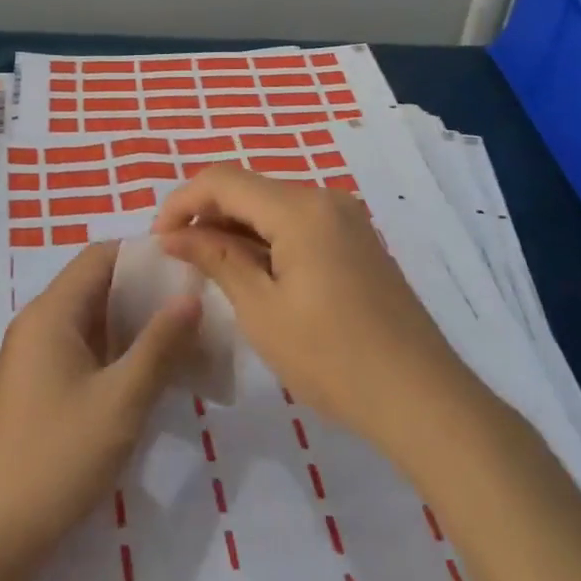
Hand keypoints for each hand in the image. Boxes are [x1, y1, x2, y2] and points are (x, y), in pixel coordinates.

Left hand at [0, 242, 200, 577]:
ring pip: (92, 320)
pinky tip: (150, 373)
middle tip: (196, 305)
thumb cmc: (58, 457)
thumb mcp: (120, 401)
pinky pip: (82, 348)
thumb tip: (191, 296)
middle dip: (145, 291)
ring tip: (184, 337)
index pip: (100, 256)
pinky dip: (116, 350)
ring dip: (133, 324)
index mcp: (51, 312)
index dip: (144, 254)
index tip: (189, 266)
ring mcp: (34, 355)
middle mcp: (39, 322)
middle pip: (96, 285)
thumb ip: (159, 345)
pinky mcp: (37, 385)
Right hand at [153, 165, 465, 458]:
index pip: (222, 180)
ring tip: (208, 268)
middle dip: (206, 214)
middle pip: (248, 188)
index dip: (182, 202)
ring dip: (234, 228)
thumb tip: (173, 236)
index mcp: (300, 208)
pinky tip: (252, 273)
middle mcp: (324, 198)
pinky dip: (265, 239)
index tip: (158, 240)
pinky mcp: (356, 240)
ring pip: (271, 206)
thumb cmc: (333, 358)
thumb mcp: (262, 310)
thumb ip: (215, 259)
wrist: (423, 400)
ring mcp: (345, 218)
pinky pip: (297, 223)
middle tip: (178, 257)